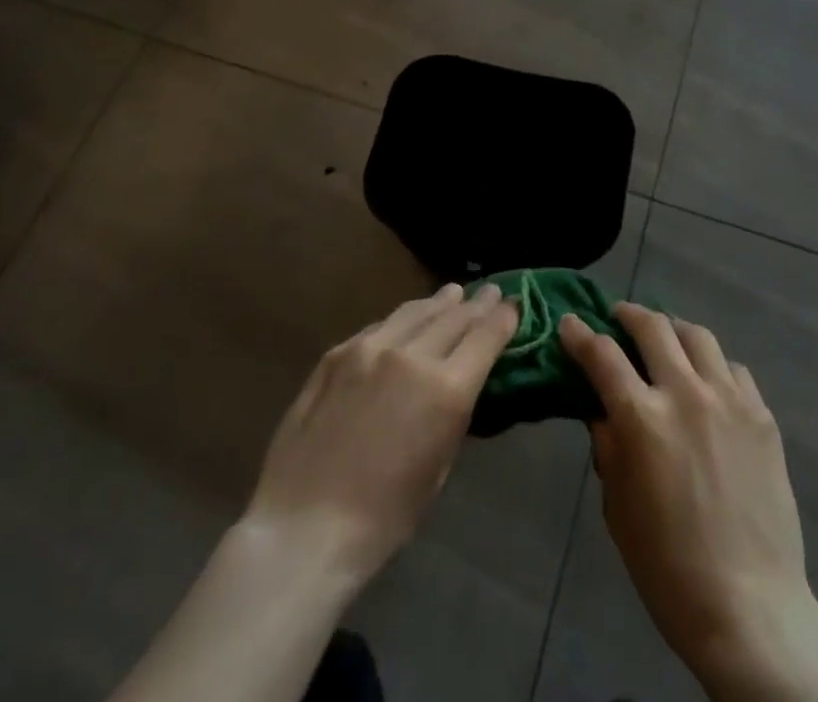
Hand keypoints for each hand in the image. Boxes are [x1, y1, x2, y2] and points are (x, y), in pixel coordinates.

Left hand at [243, 283, 516, 583]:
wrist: (303, 527)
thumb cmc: (383, 518)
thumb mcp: (438, 469)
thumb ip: (451, 413)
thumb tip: (458, 382)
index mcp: (446, 389)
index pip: (486, 336)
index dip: (504, 317)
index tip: (514, 304)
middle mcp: (411, 355)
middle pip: (454, 317)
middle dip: (477, 304)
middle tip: (491, 291)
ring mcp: (370, 348)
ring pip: (415, 311)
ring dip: (439, 302)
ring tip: (453, 293)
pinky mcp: (337, 352)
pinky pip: (379, 326)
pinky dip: (401, 320)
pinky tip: (404, 322)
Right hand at [562, 305, 817, 701]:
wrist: (750, 607)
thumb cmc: (668, 567)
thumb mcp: (618, 507)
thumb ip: (608, 447)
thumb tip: (602, 409)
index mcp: (642, 418)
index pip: (602, 355)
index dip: (580, 334)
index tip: (569, 323)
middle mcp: (685, 393)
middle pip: (653, 327)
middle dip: (628, 315)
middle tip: (618, 318)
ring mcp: (729, 399)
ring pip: (697, 335)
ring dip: (672, 330)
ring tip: (665, 340)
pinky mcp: (761, 415)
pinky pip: (734, 368)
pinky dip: (712, 365)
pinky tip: (708, 382)